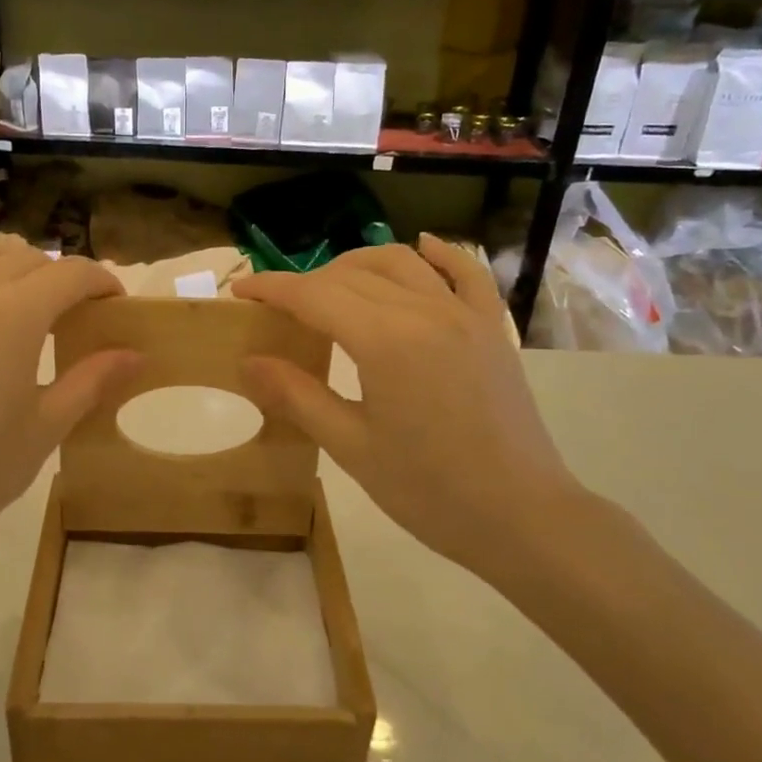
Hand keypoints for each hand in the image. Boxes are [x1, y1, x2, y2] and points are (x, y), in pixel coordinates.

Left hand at [0, 236, 138, 598]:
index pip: (70, 273)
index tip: (115, 303)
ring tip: (23, 301)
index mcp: (13, 319)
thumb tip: (136, 354)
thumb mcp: (46, 428)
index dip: (101, 281)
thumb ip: (92, 380)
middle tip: (75, 312)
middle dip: (61, 276)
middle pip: (27, 258)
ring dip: (11, 266)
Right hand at [234, 237, 587, 579]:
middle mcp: (424, 311)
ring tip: (331, 286)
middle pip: (352, 274)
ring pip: (401, 263)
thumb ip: (297, 396)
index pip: (314, 295)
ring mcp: (464, 315)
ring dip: (358, 264)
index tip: (240, 291)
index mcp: (385, 341)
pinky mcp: (491, 328)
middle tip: (279, 308)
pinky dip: (439, 254)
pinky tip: (421, 246)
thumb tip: (249, 361)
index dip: (272, 289)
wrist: (521, 516)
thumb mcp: (351, 447)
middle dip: (307, 282)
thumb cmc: (428, 491)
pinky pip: (466, 273)